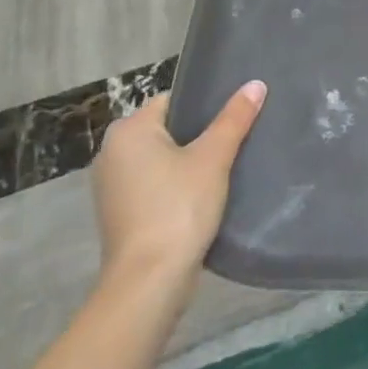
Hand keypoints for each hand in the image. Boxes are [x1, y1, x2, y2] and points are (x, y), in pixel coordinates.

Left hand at [91, 81, 265, 292]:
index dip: (206, 105)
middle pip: (168, 129)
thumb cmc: (178, 208)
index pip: (173, 100)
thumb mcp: (213, 158)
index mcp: (128, 131)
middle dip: (199, 134)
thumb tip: (256, 84)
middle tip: (236, 139)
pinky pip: (155, 185)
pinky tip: (205, 195)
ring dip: (188, 163)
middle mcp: (112, 153)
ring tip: (226, 165)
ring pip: (162, 159)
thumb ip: (234, 118)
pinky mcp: (120, 214)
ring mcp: (112, 187)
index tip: (234, 116)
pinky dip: (176, 186)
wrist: (148, 284)